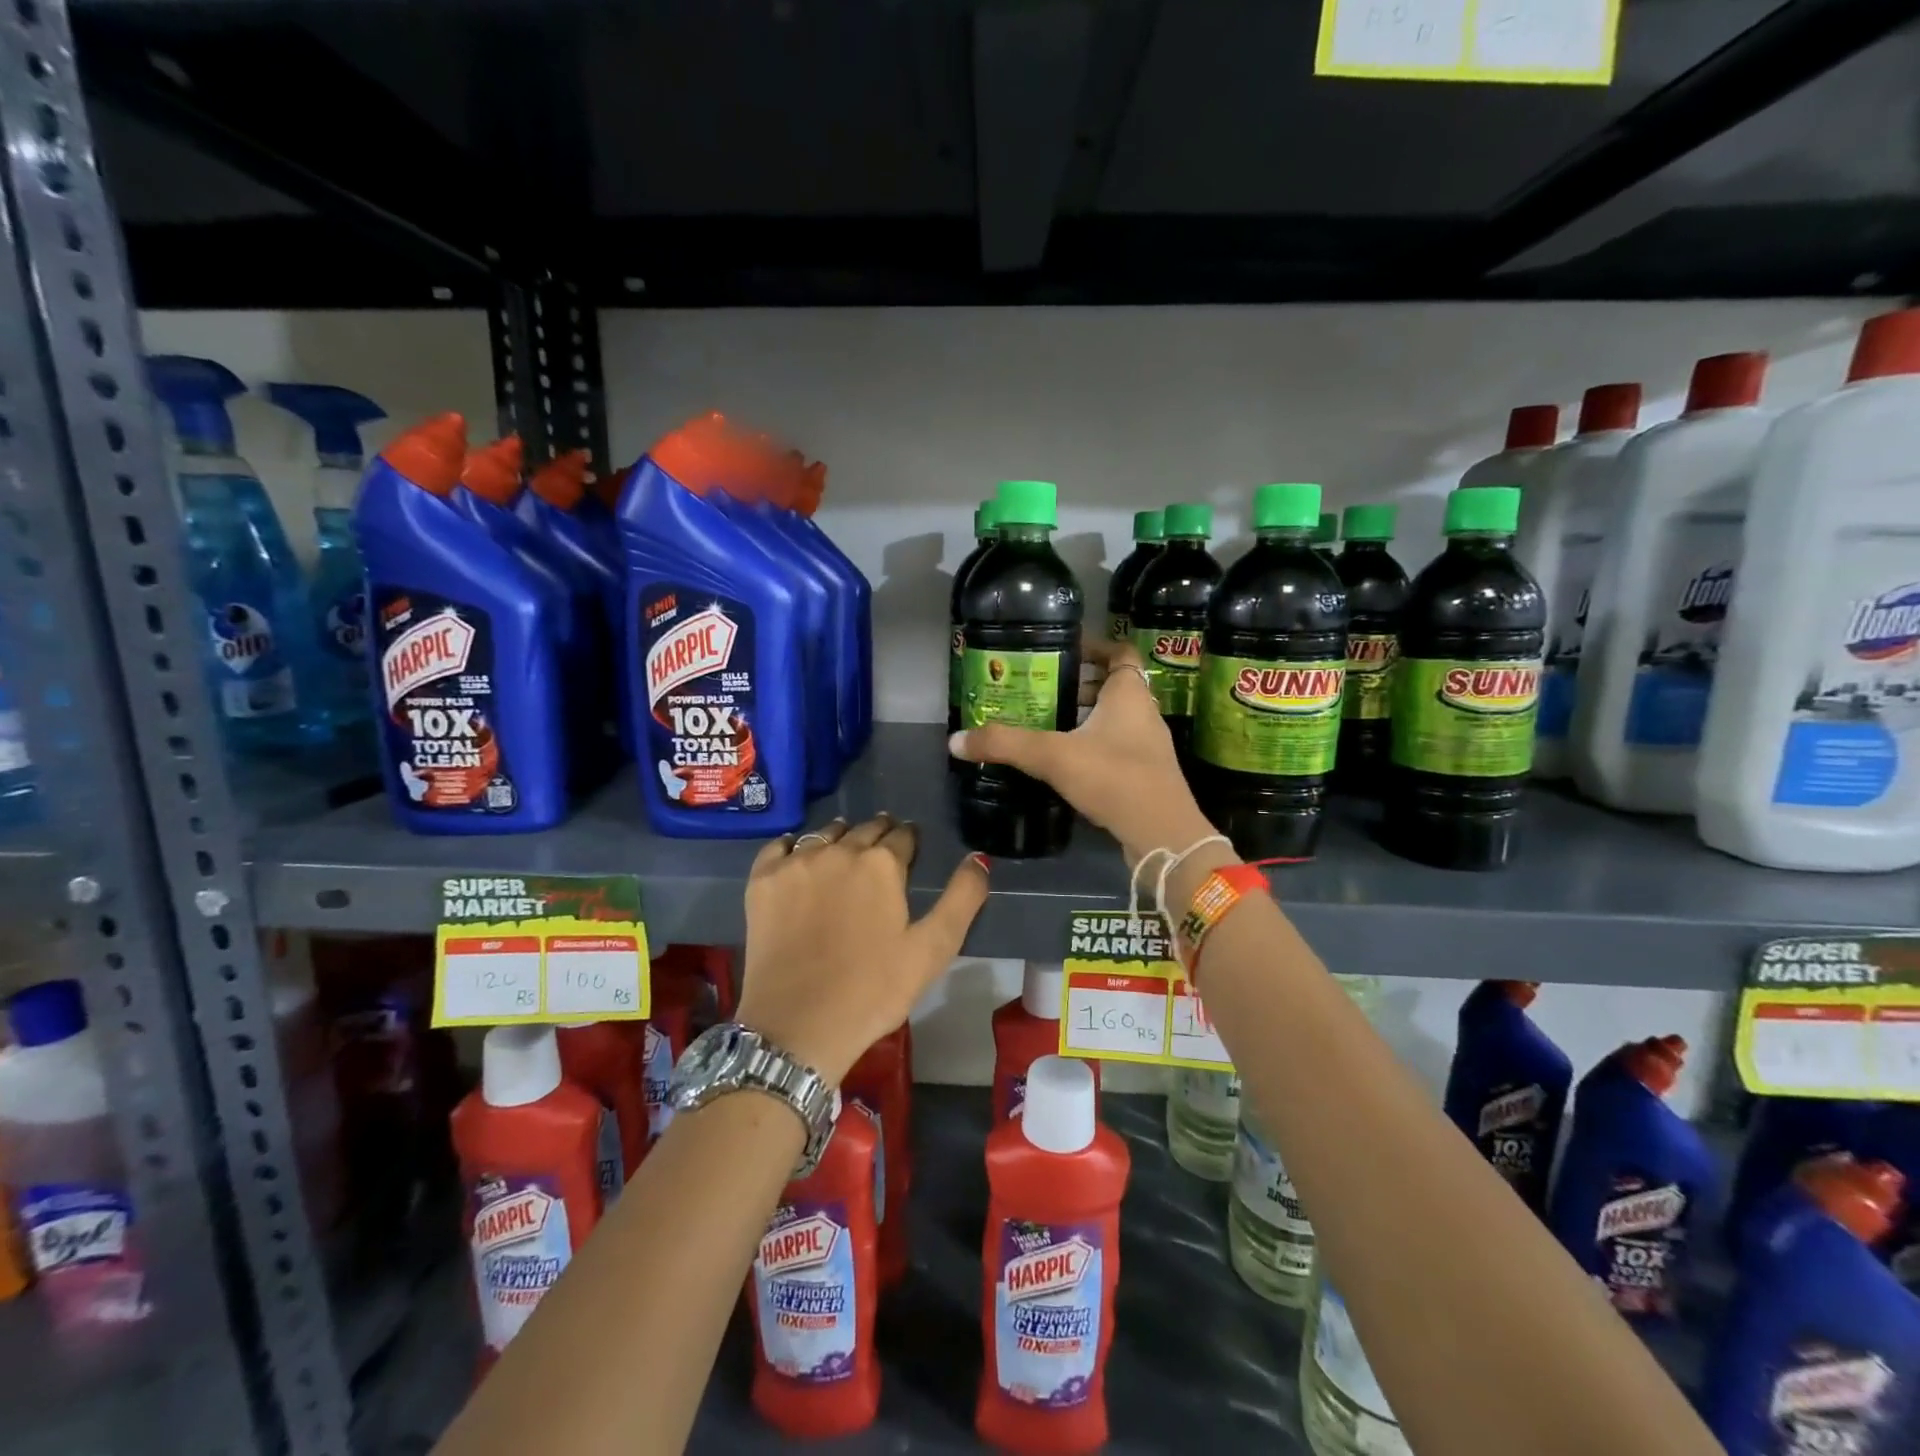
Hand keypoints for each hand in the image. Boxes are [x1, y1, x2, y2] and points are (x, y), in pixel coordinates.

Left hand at [737, 815, 987, 1083]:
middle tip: (882, 848)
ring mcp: (795, 864)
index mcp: (882, 863)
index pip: (903, 836)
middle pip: (864, 829)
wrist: (798, 1027)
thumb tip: (979, 857)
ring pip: (824, 834)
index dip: (910, 841)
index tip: (911, 849)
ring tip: (845, 851)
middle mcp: (838, 850)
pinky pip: (779, 847)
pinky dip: (792, 847)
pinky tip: (798, 858)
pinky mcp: (762, 882)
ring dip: (840, 838)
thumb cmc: (874, 990)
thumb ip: (963, 898)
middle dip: (878, 834)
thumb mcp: (933, 949)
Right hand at [950, 637, 1217, 867]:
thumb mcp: (1053, 756)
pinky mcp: (1145, 774)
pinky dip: (1091, 745)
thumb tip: (956, 740)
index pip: (1119, 652)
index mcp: (1129, 694)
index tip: (1061, 651)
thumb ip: (1006, 745)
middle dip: (1078, 685)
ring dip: (1084, 717)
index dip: (1094, 647)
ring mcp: (1148, 746)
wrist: (1162, 835)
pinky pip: (1115, 747)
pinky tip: (1063, 762)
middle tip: (1041, 690)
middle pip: (1112, 685)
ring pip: (1113, 719)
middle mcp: (1143, 713)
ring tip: (1045, 724)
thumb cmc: (1114, 778)